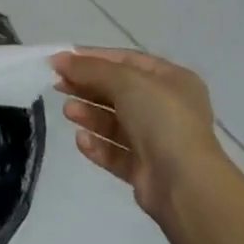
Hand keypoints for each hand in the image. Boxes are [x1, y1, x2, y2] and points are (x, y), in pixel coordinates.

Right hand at [54, 47, 229, 220]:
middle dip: (88, 87)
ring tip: (68, 112)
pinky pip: (117, 152)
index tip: (63, 59)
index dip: (94, 58)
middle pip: (119, 91)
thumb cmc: (161, 119)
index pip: (127, 61)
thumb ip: (91, 69)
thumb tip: (59, 58)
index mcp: (172, 80)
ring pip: (116, 123)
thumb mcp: (126, 81)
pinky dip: (98, 145)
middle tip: (58, 85)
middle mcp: (167, 108)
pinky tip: (81, 141)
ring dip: (90, 115)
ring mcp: (158, 141)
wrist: (185, 184)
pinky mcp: (146, 170)